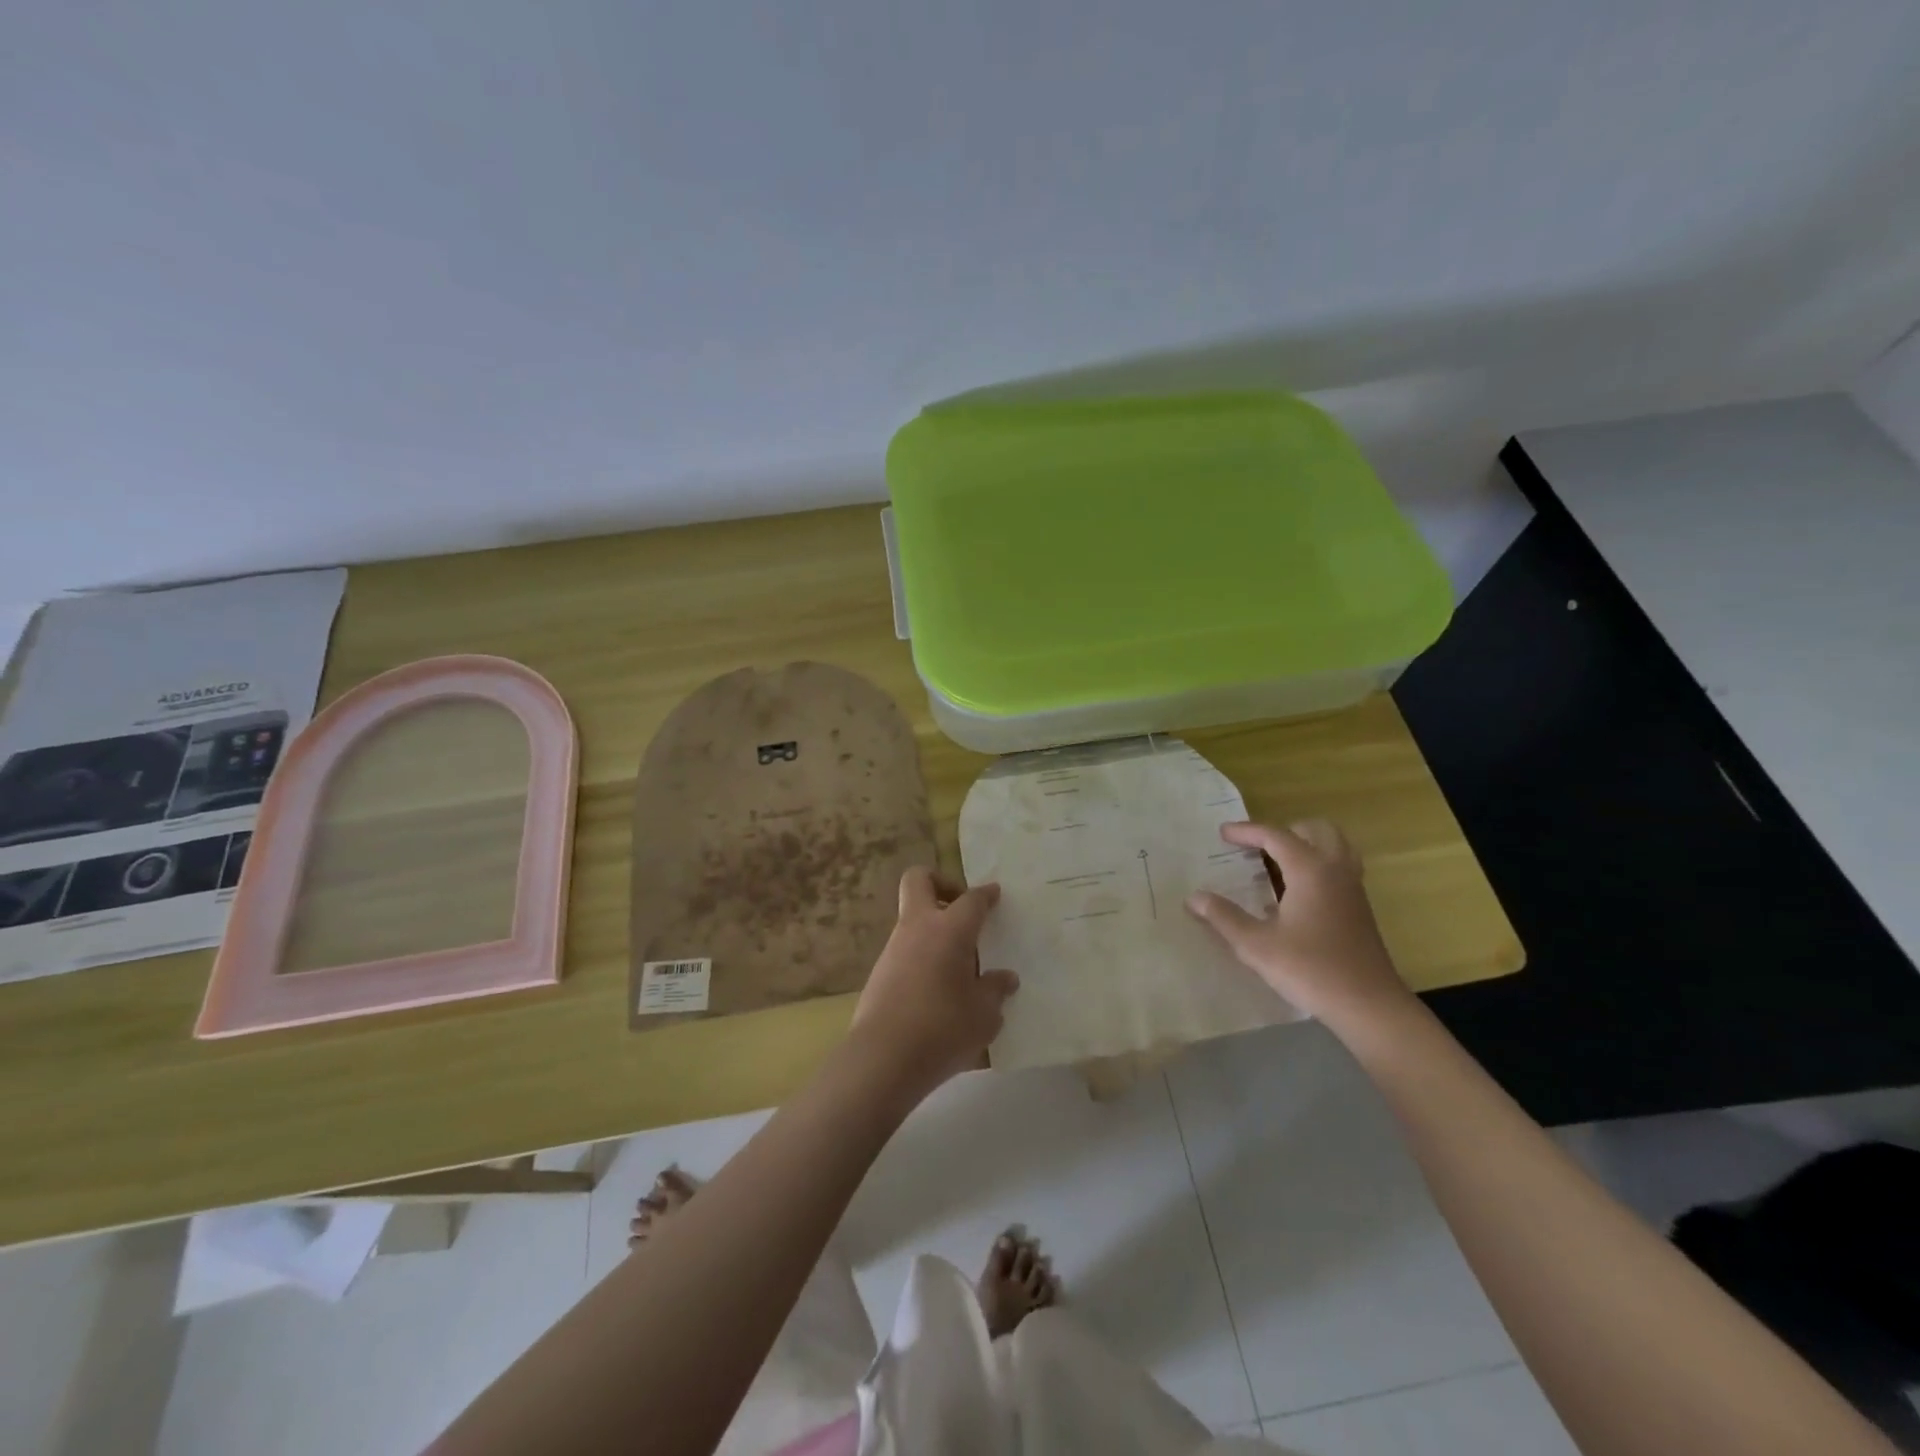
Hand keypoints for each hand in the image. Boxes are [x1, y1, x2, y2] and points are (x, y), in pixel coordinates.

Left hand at [849, 867, 1017, 1095]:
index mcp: (950, 930)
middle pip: (919, 880)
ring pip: (911, 918)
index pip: (971, 899)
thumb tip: (1005, 978)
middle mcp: (918, 928)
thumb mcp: (984, 1015)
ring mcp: (893, 949)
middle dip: (941, 883)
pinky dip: (922, 956)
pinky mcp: (879, 973)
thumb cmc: (943, 1029)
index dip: (986, 895)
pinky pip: (905, 950)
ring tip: (958, 963)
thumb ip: (995, 991)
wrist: (883, 1059)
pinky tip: (938, 989)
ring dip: (933, 928)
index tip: (995, 894)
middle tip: (961, 908)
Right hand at [1184, 819, 1411, 1025]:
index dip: (1247, 831)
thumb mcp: (1256, 945)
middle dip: (1282, 831)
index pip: (1276, 836)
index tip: (1222, 833)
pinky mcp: (1360, 908)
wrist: (1369, 1006)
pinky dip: (1316, 865)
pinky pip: (1339, 868)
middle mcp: (1335, 870)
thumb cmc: (1310, 970)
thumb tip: (1194, 897)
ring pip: (1334, 846)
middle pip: (1314, 830)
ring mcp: (1352, 889)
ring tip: (1276, 863)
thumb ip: (1224, 917)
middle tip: (1255, 847)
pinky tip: (1293, 895)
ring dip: (1305, 844)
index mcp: (1310, 870)